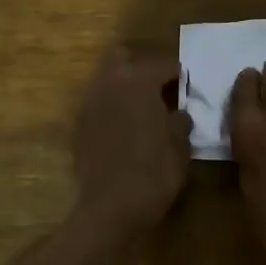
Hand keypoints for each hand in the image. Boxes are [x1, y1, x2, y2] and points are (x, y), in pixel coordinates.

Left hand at [72, 48, 192, 233]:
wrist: (110, 208)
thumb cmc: (154, 173)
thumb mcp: (180, 146)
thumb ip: (180, 122)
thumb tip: (179, 114)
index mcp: (138, 81)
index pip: (162, 64)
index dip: (178, 72)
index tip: (187, 83)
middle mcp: (109, 83)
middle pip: (122, 56)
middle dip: (140, 64)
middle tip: (159, 85)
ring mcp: (89, 103)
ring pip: (105, 78)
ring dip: (123, 84)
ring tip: (142, 106)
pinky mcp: (78, 126)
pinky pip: (97, 102)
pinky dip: (111, 106)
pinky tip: (125, 125)